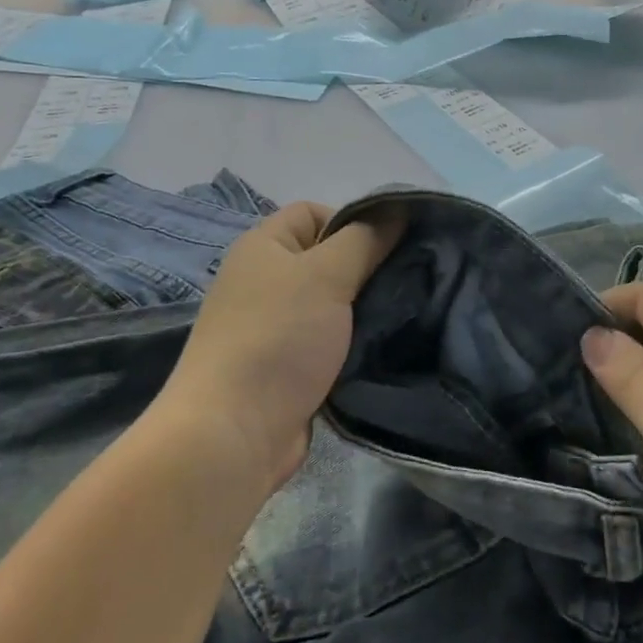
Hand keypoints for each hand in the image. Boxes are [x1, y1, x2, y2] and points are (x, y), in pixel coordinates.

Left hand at [159, 202, 400, 499]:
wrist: (235, 433)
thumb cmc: (278, 339)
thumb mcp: (326, 275)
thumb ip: (365, 239)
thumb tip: (397, 209)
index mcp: (263, 247)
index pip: (313, 213)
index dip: (353, 222)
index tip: (388, 250)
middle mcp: (264, 281)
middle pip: (327, 259)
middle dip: (368, 268)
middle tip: (407, 284)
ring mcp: (275, 327)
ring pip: (334, 304)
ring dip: (365, 310)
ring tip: (404, 316)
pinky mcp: (289, 367)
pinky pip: (331, 341)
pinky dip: (355, 344)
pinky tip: (385, 349)